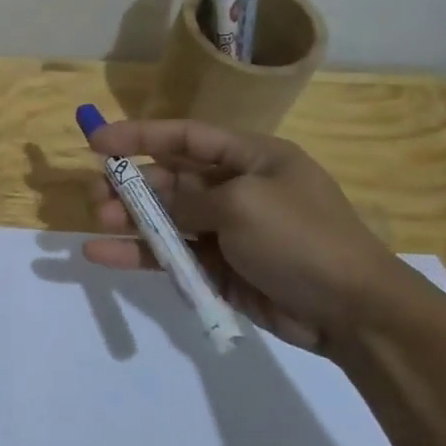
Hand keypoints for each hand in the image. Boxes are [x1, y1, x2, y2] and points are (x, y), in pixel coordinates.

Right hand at [81, 119, 413, 352]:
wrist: (351, 311)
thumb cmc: (301, 238)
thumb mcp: (243, 204)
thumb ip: (189, 200)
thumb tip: (159, 206)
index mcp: (251, 158)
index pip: (186, 136)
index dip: (139, 135)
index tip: (96, 141)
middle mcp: (235, 188)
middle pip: (170, 178)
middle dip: (130, 183)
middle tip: (94, 194)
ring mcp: (225, 230)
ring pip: (165, 218)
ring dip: (130, 218)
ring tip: (97, 221)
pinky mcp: (217, 268)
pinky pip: (170, 255)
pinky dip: (137, 254)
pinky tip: (101, 254)